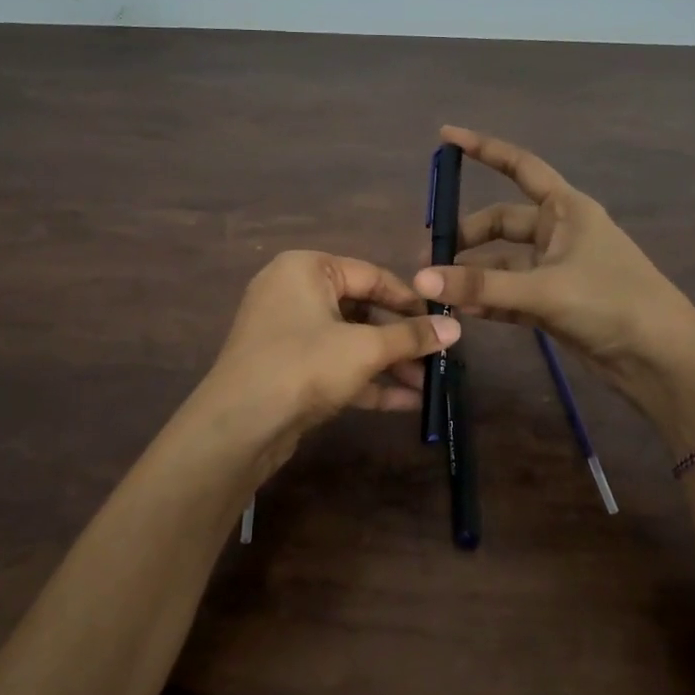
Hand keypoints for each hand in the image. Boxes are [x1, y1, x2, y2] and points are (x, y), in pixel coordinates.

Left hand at [179, 250, 459, 482]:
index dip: (411, 300)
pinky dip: (367, 381)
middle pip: (362, 310)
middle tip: (439, 358)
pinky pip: (335, 365)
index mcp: (307, 269)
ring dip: (389, 364)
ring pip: (350, 341)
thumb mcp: (364, 348)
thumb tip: (455, 327)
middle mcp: (294, 292)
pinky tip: (407, 402)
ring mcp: (288, 333)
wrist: (238, 426)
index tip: (444, 321)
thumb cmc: (304, 366)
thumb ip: (410, 336)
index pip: (371, 275)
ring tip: (430, 385)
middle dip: (401, 340)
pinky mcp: (288, 369)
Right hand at [413, 126, 694, 447]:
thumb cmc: (612, 303)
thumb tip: (421, 277)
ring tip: (435, 288)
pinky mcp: (554, 303)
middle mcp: (560, 233)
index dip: (484, 149)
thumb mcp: (544, 290)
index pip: (520, 167)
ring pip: (503, 262)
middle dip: (466, 236)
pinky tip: (459, 308)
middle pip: (502, 223)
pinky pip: (510, 292)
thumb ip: (481, 285)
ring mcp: (556, 269)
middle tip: (430, 257)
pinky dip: (486, 298)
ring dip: (473, 272)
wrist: (661, 359)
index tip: (445, 136)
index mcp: (567, 209)